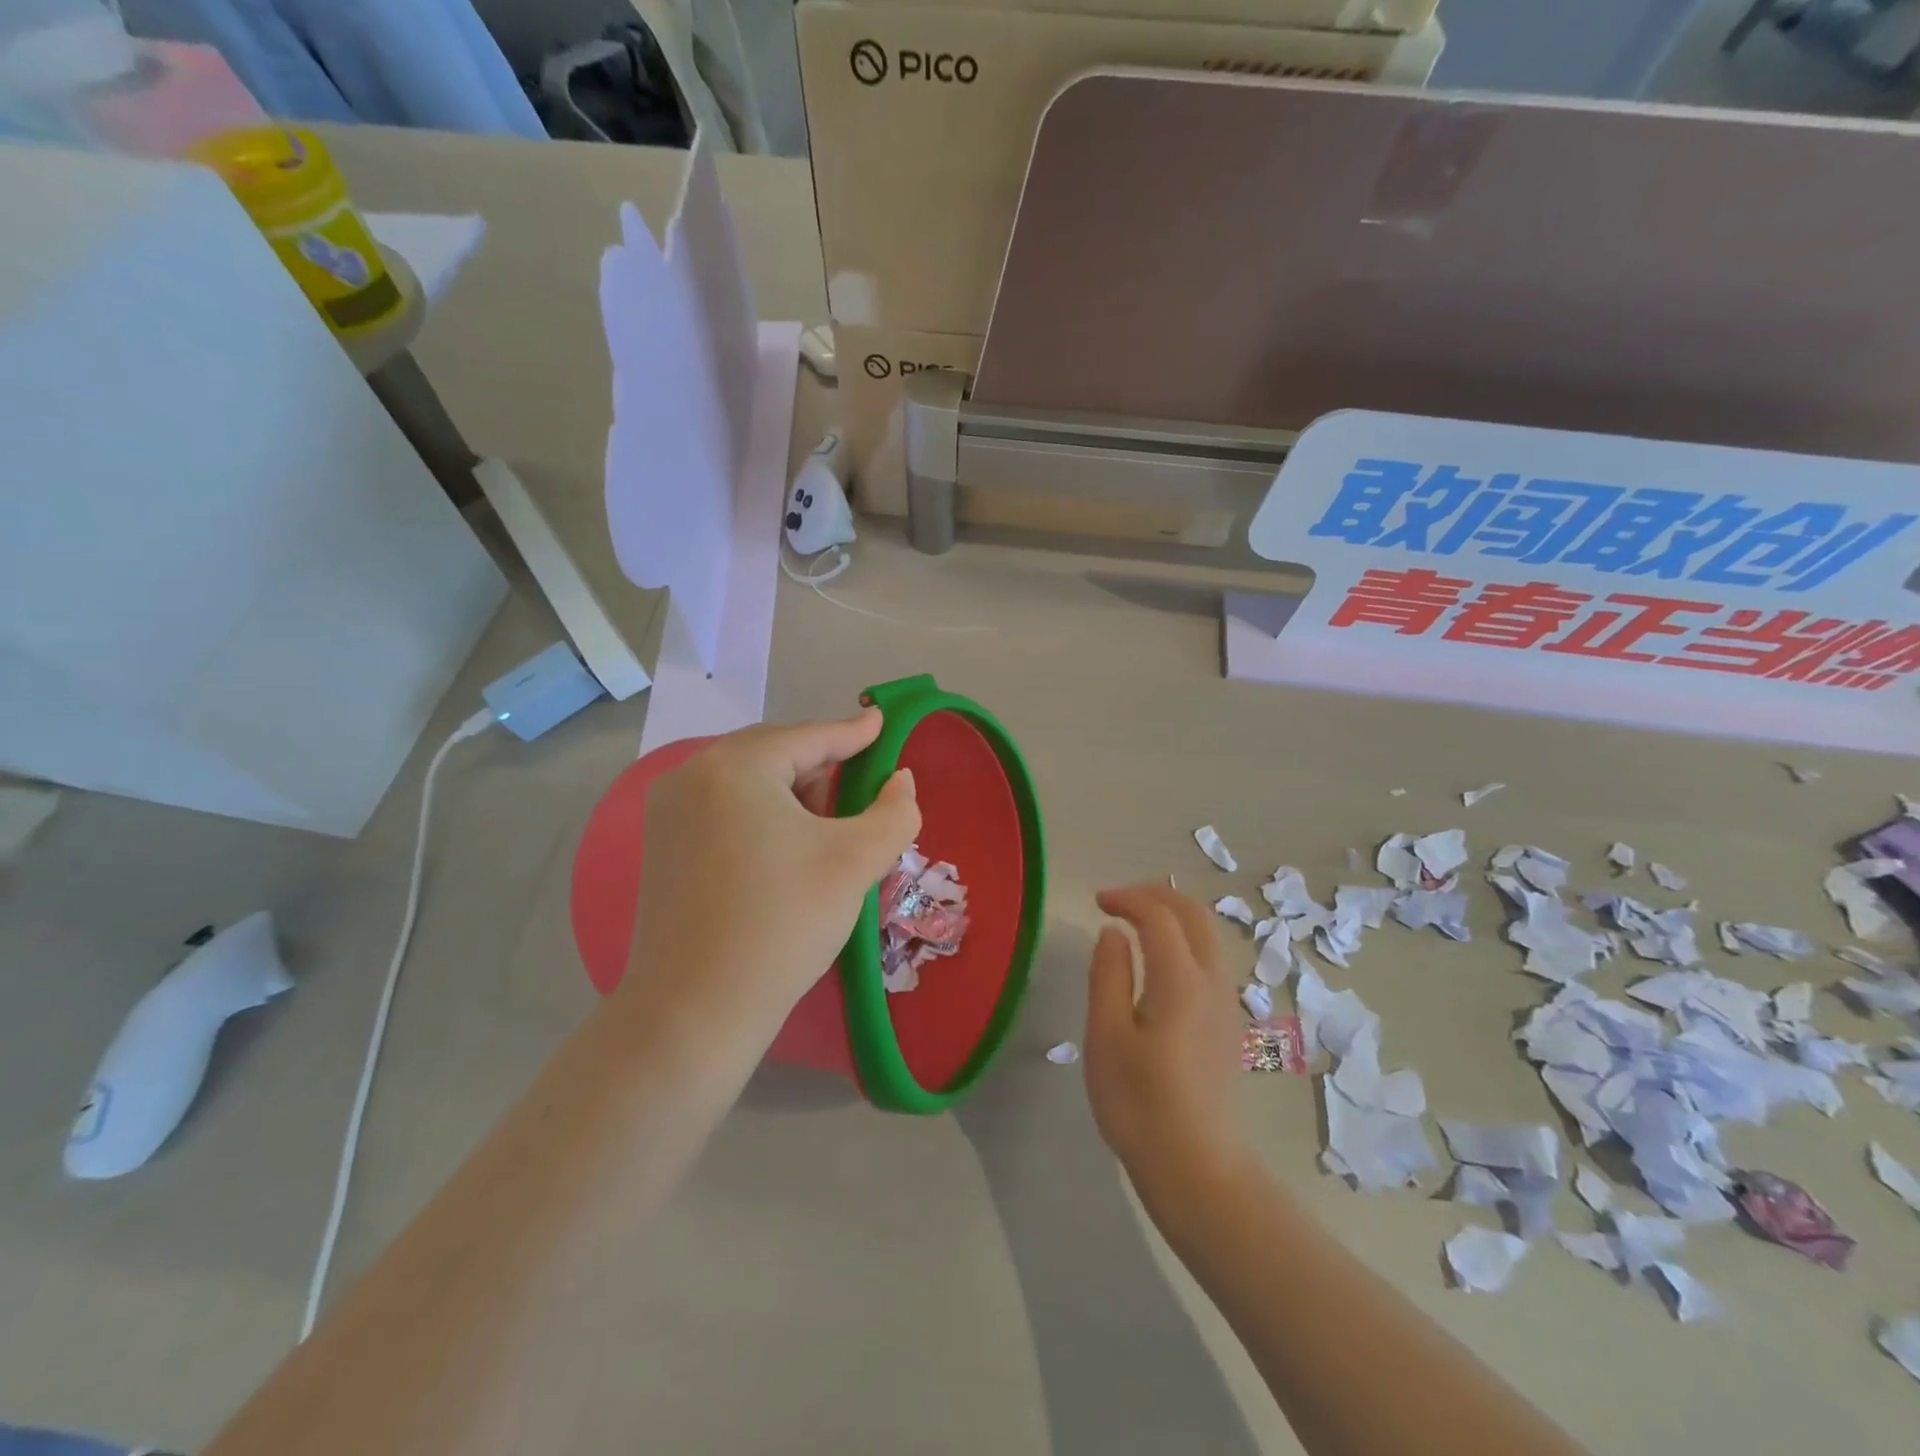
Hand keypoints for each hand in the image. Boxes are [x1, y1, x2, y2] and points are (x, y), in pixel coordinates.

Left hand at [619, 709, 919, 1044]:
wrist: (694, 1011)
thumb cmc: (782, 923)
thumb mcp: (855, 862)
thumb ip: (894, 812)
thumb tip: (901, 781)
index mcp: (734, 766)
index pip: (809, 737)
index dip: (854, 733)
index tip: (882, 723)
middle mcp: (691, 775)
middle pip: (776, 755)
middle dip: (823, 771)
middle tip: (862, 794)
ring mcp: (667, 811)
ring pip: (749, 783)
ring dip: (794, 796)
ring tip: (827, 833)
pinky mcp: (661, 846)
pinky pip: (725, 809)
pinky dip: (763, 816)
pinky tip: (785, 852)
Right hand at [1085, 883, 1252, 1198]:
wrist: (1197, 1169)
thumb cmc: (1139, 1104)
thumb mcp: (1106, 1036)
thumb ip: (1108, 974)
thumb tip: (1114, 934)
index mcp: (1181, 980)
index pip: (1159, 915)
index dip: (1127, 897)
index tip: (1096, 902)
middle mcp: (1213, 982)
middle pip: (1195, 914)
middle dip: (1156, 895)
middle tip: (1118, 900)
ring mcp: (1227, 1004)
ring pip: (1208, 935)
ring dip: (1173, 915)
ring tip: (1134, 923)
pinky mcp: (1228, 1024)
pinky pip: (1210, 959)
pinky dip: (1184, 939)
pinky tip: (1157, 961)